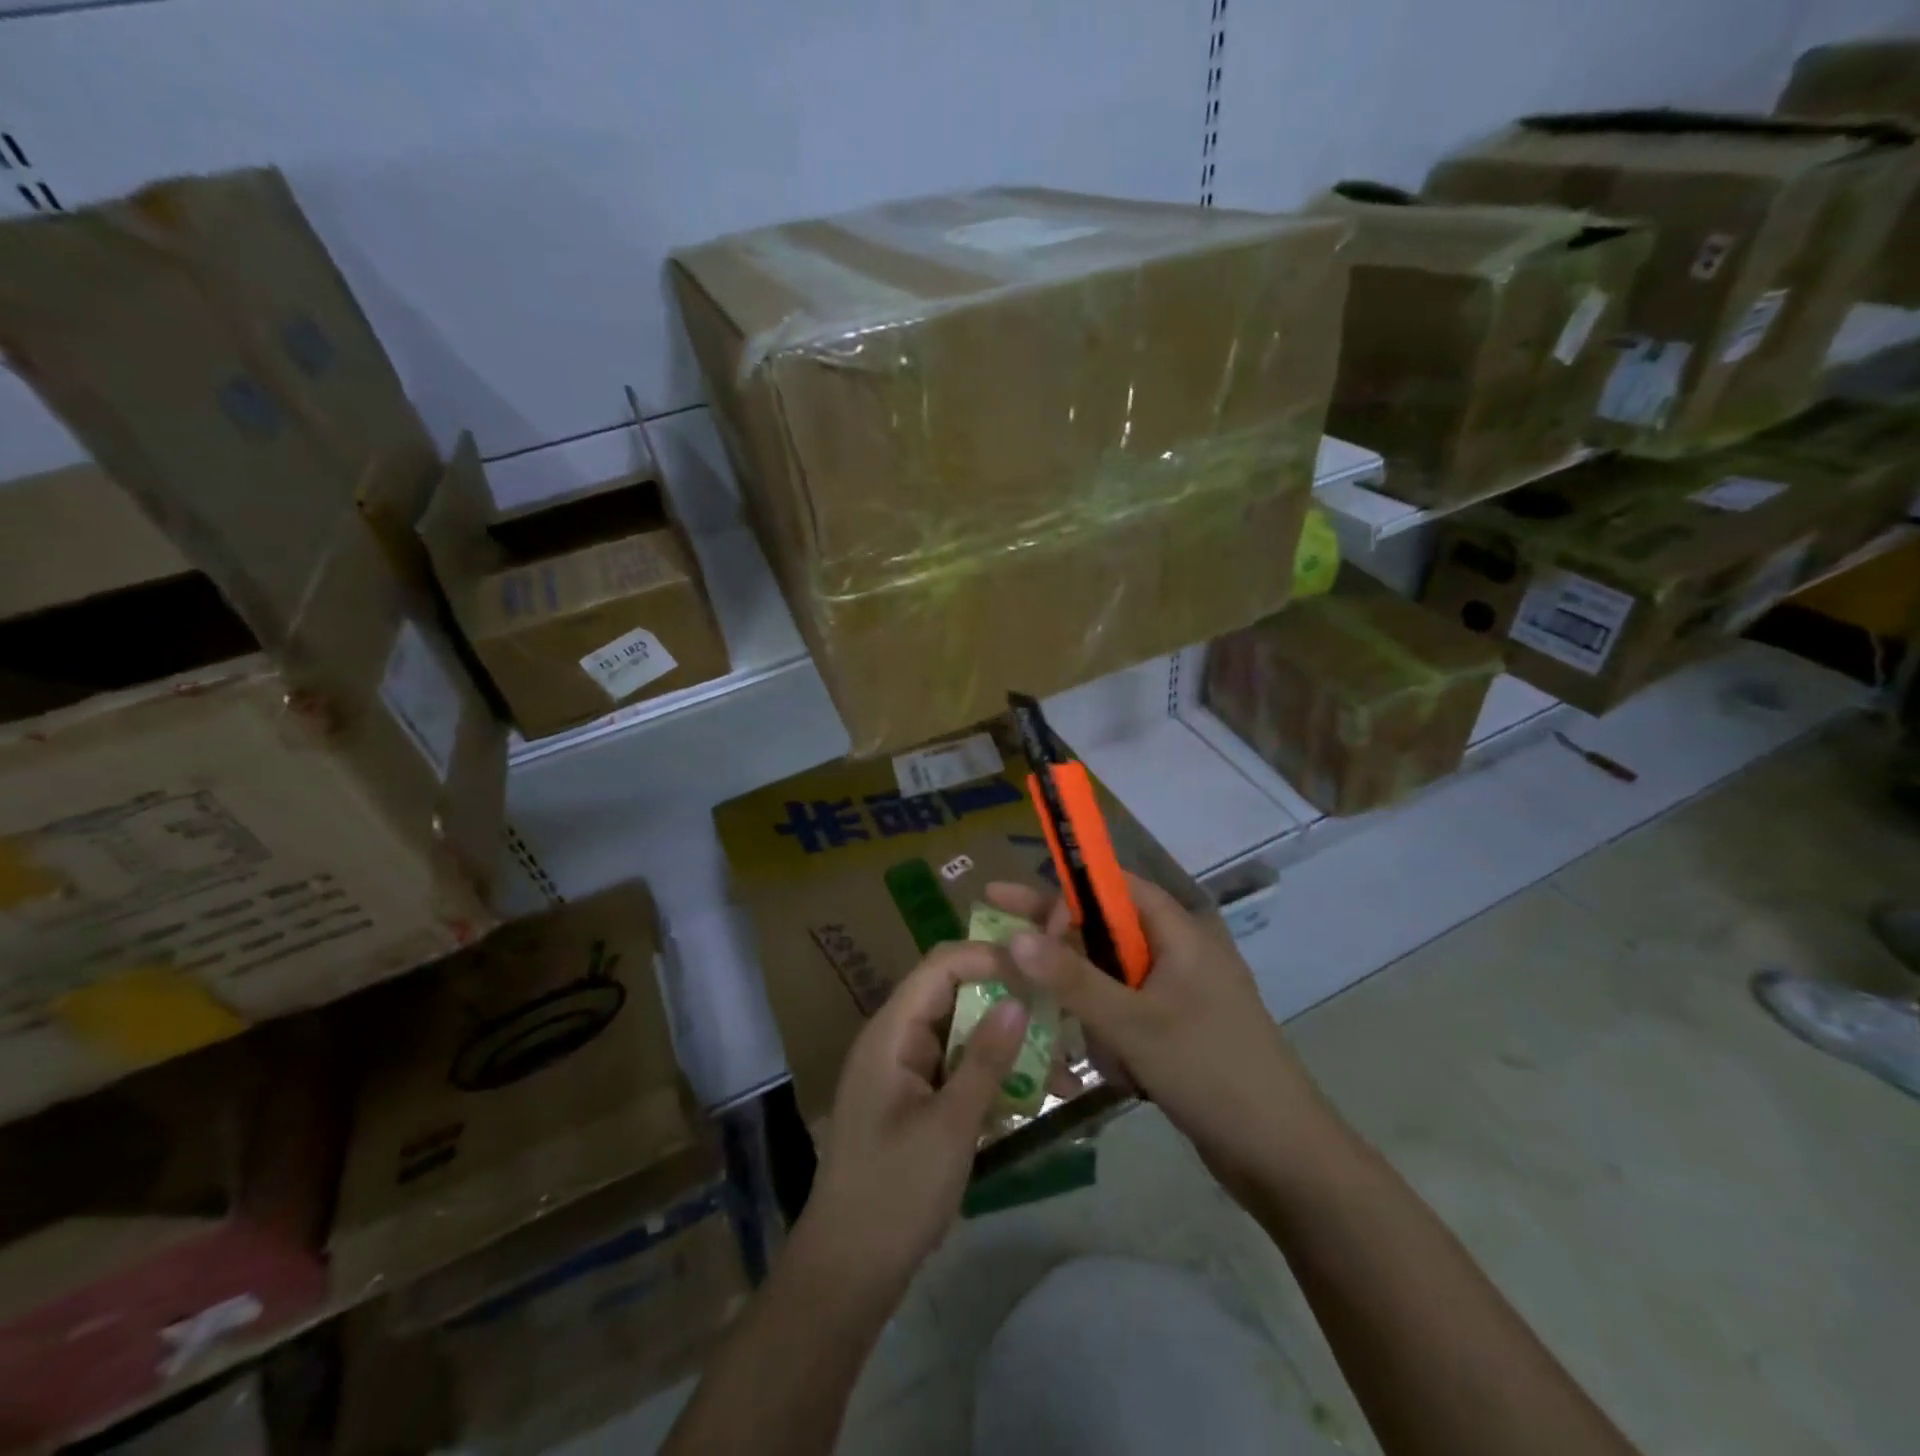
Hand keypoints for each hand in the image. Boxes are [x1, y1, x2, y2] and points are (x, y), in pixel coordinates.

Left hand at [797, 940, 1028, 1298]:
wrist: (847, 1272)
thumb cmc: (894, 1194)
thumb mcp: (950, 1126)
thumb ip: (985, 1059)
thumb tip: (1019, 1000)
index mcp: (891, 1033)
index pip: (940, 966)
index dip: (988, 958)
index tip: (1039, 970)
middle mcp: (895, 1039)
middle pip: (954, 995)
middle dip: (1006, 1000)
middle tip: (1059, 1013)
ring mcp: (904, 1070)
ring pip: (961, 1033)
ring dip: (1006, 1042)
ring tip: (1060, 1063)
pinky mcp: (915, 1099)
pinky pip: (958, 1067)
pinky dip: (992, 1073)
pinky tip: (1032, 1093)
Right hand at [987, 876, 1331, 1207]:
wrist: (1284, 1158)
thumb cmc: (1212, 1073)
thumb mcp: (1134, 1024)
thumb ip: (1072, 980)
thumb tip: (1015, 937)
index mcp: (1179, 932)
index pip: (1113, 887)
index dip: (1065, 894)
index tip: (1019, 914)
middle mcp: (1178, 953)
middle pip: (1105, 934)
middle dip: (1065, 957)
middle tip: (1004, 949)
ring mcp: (1179, 994)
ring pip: (1110, 982)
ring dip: (1095, 1014)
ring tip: (1112, 1058)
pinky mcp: (1177, 1031)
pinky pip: (1126, 1016)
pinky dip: (1114, 1039)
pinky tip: (1125, 1078)